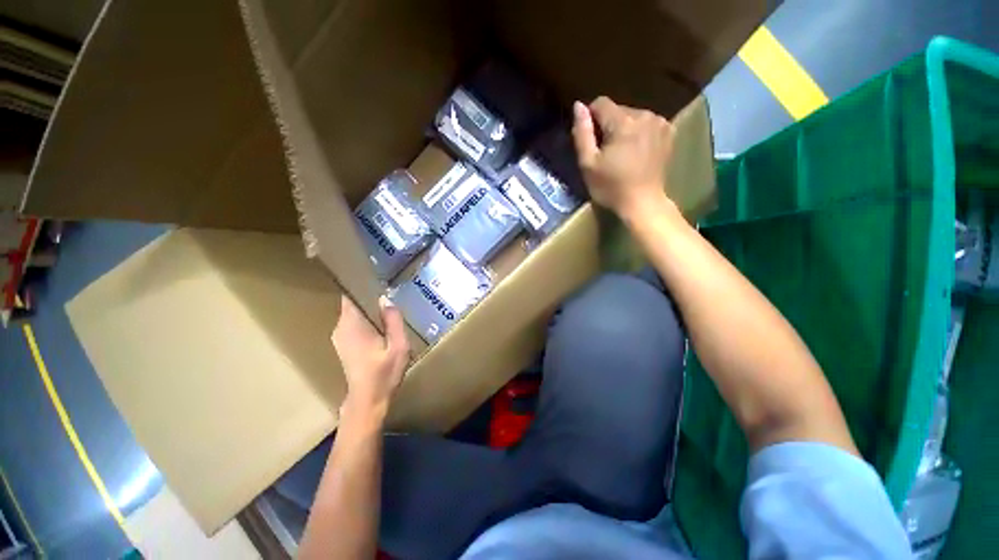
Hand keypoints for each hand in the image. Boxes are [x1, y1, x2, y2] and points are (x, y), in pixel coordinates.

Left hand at [332, 295, 409, 418]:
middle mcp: (341, 328)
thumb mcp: (398, 346)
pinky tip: (382, 321)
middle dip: (369, 295)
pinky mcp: (344, 344)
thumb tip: (385, 298)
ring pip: (354, 313)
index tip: (376, 277)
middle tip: (389, 287)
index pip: (350, 296)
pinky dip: (366, 318)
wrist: (368, 401)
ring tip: (388, 302)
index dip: (361, 285)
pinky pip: (354, 322)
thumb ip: (393, 321)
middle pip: (352, 303)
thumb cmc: (384, 373)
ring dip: (369, 307)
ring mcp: (340, 337)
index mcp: (352, 325)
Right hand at [572, 96, 674, 219]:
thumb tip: (579, 106)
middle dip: (608, 127)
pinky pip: (646, 124)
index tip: (591, 141)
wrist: (643, 203)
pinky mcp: (668, 132)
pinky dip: (638, 133)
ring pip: (632, 116)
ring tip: (621, 154)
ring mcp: (660, 123)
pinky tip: (636, 152)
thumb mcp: (588, 164)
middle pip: (617, 110)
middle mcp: (644, 115)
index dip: (591, 120)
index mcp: (623, 122)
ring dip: (623, 130)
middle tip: (606, 153)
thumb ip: (582, 133)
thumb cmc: (611, 187)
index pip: (601, 104)